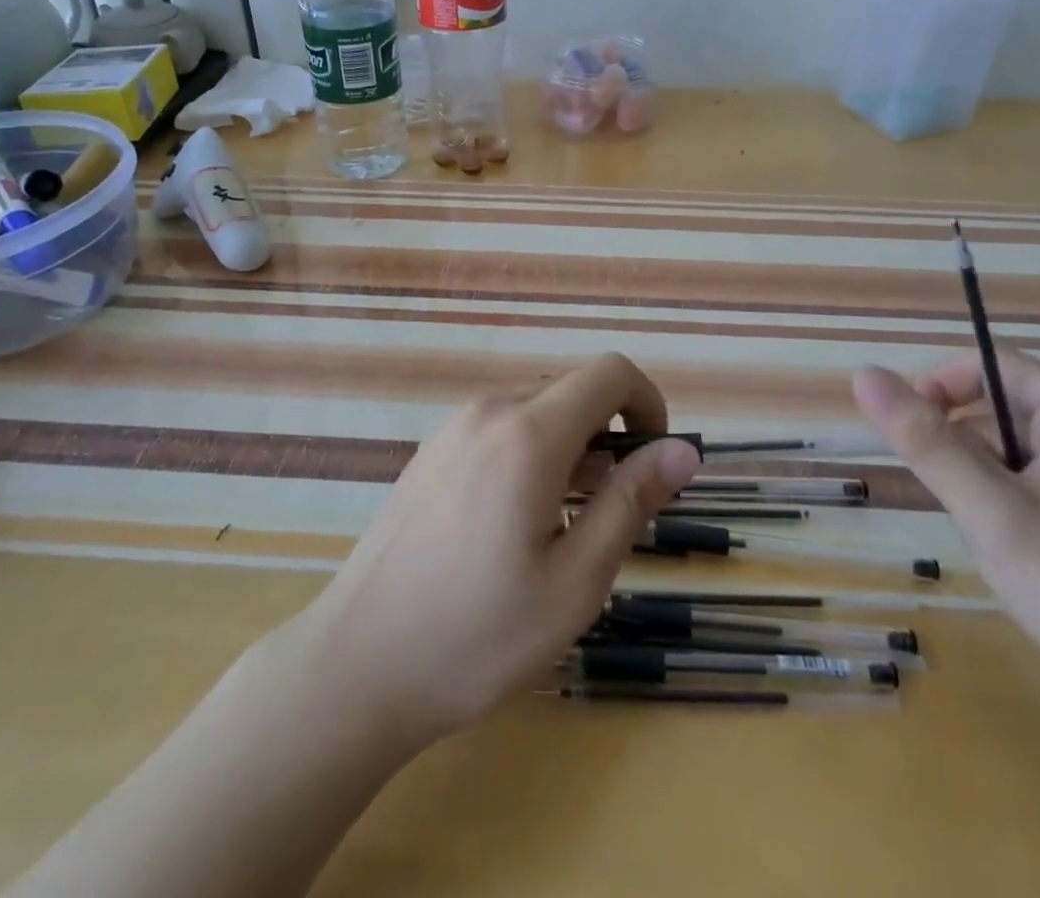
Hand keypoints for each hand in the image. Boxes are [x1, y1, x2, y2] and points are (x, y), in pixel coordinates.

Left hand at [294, 353, 700, 747]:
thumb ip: (631, 502)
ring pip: (536, 409)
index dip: (647, 403)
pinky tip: (512, 523)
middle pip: (573, 390)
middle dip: (609, 434)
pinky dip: (530, 452)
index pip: (609, 373)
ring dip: (570, 447)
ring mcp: (452, 428)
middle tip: (608, 511)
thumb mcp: (575, 581)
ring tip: (560, 526)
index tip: (654, 461)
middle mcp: (488, 411)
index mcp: (528, 433)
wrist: (356, 666)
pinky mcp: (431, 452)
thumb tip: (682, 451)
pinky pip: (499, 428)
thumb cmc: (477, 635)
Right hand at [853, 350, 1039, 741]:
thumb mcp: (993, 516)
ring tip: (999, 546)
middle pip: (998, 410)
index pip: (990, 364)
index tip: (907, 437)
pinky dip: (1009, 511)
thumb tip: (863, 373)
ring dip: (983, 488)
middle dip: (964, 453)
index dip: (938, 387)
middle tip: (966, 513)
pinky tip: (1022, 561)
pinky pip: (1034, 487)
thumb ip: (926, 442)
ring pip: (1010, 454)